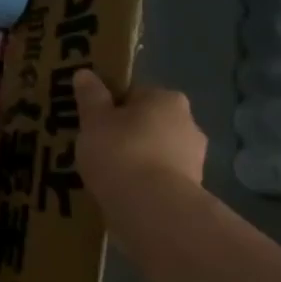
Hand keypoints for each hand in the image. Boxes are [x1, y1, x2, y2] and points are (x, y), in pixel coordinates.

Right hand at [74, 70, 206, 198]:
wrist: (152, 208)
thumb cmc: (120, 151)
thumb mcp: (94, 119)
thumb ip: (90, 96)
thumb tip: (84, 73)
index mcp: (167, 99)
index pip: (135, 94)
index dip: (111, 106)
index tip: (93, 122)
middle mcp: (189, 124)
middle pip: (148, 123)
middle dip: (126, 133)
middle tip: (96, 148)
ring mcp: (195, 160)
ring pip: (155, 152)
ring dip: (136, 160)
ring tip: (106, 175)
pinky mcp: (193, 190)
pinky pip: (160, 179)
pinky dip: (144, 183)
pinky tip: (123, 193)